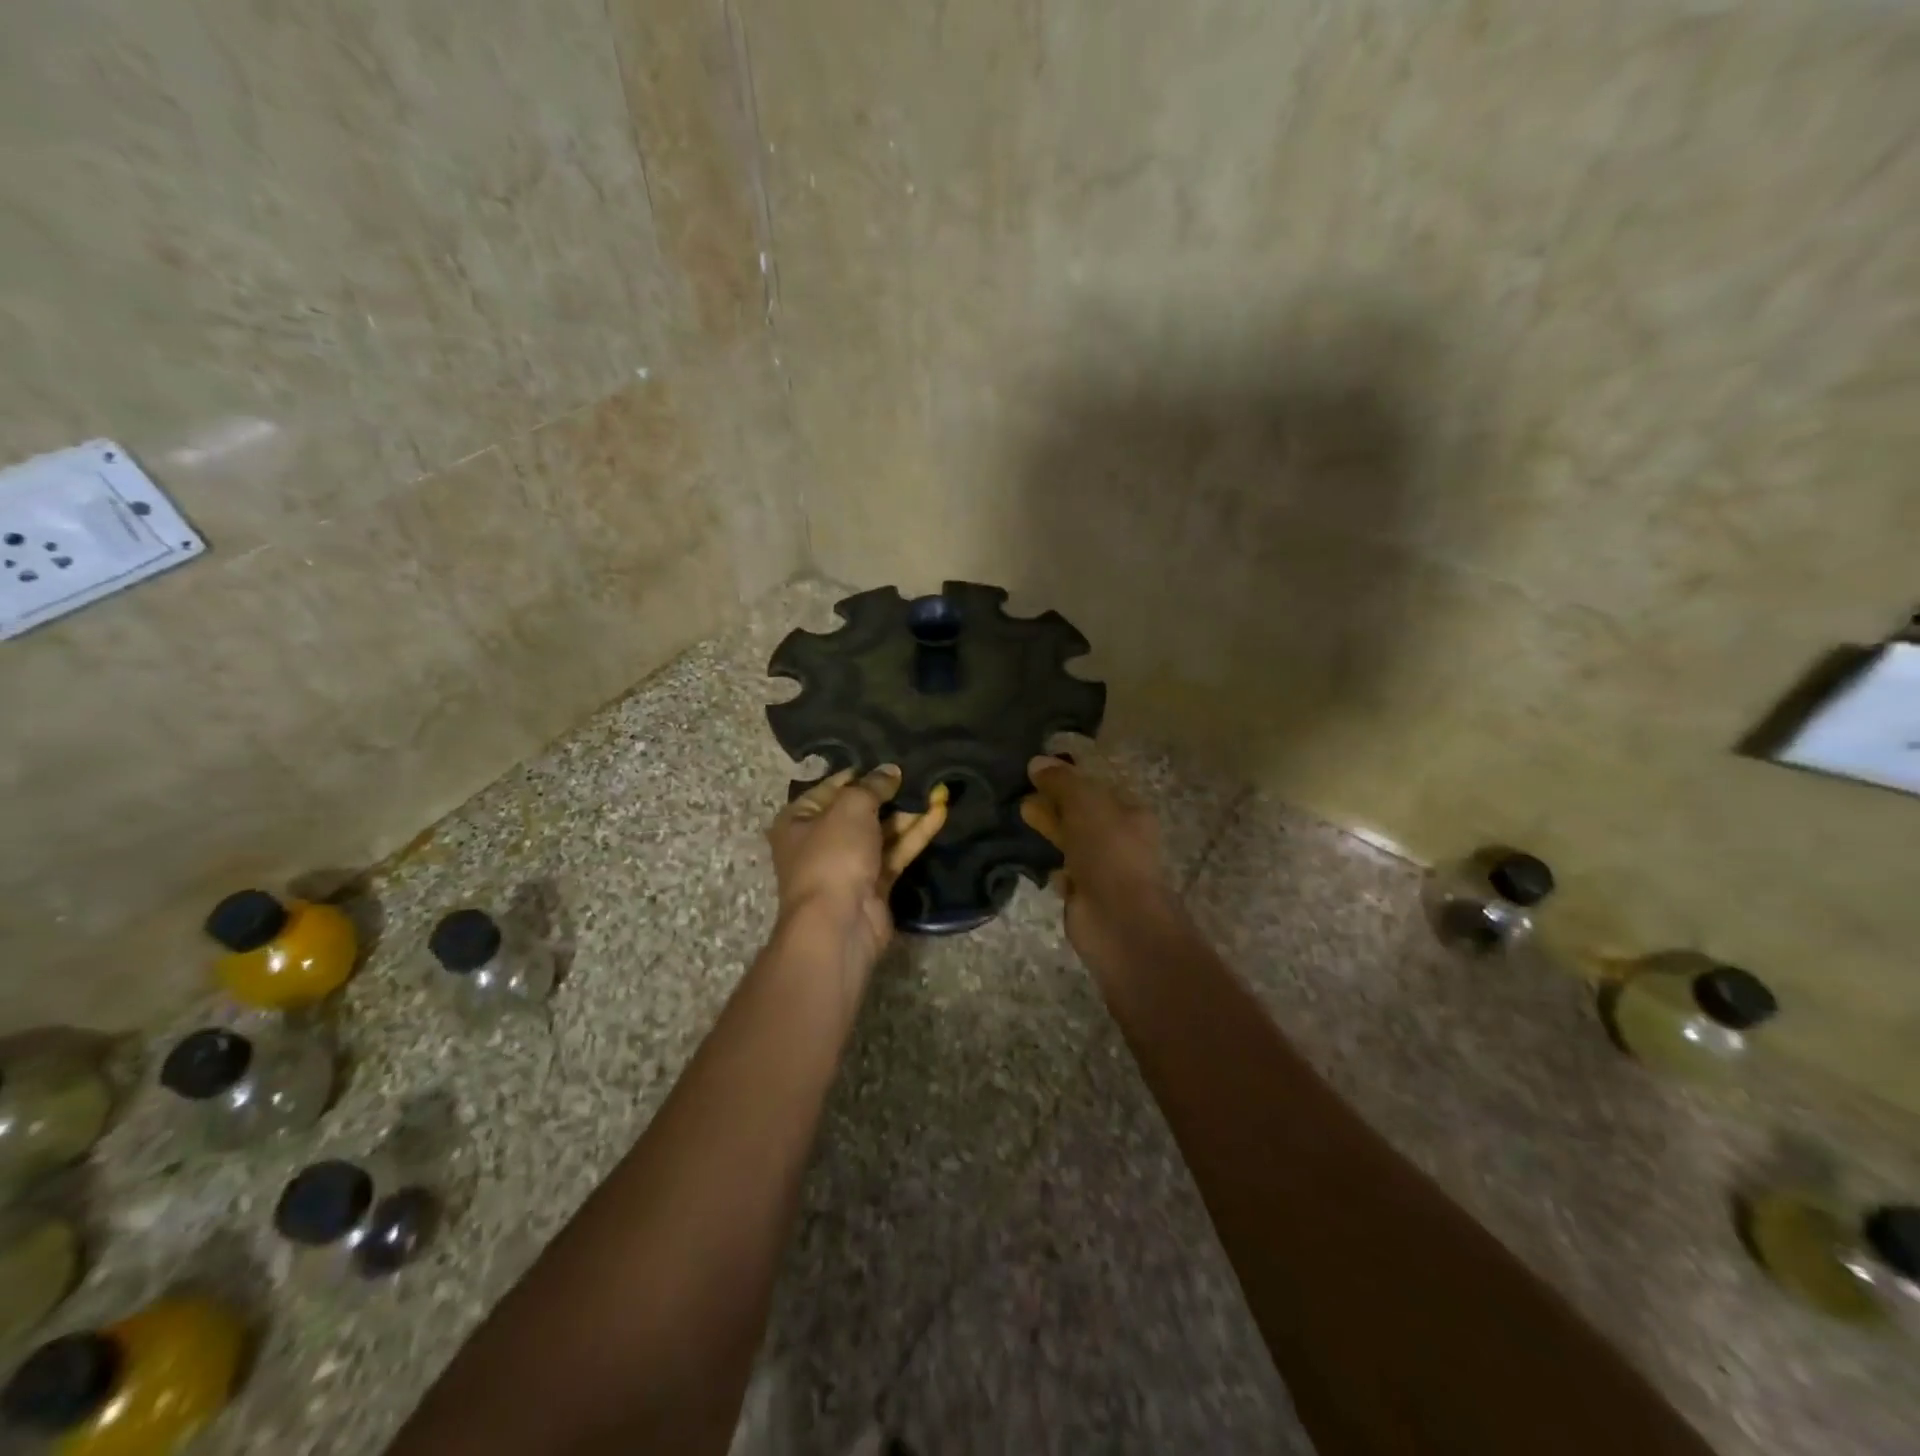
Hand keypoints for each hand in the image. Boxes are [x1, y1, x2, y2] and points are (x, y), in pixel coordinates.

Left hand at [768, 766, 948, 968]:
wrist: (839, 923)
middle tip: (919, 772)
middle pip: (859, 810)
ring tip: (937, 788)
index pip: (831, 786)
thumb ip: (872, 786)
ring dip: (908, 813)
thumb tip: (890, 770)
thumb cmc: (832, 855)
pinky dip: (916, 834)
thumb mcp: (850, 807)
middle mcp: (820, 841)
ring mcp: (849, 865)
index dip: (860, 773)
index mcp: (798, 820)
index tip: (890, 759)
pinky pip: (896, 852)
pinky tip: (940, 812)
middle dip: (889, 794)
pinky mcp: (875, 884)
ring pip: (882, 832)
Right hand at [1021, 755, 1179, 965]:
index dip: (1068, 779)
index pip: (1096, 788)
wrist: (1117, 919)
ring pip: (1072, 842)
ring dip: (1050, 832)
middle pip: (1082, 815)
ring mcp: (1103, 869)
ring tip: (1020, 818)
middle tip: (1022, 796)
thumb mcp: (1084, 803)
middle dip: (1054, 804)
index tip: (1037, 773)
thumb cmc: (1108, 852)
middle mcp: (1121, 839)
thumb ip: (1061, 781)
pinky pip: (1065, 873)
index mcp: (1130, 813)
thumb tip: (1037, 761)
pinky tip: (1034, 858)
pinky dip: (1052, 866)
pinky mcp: (1086, 895)